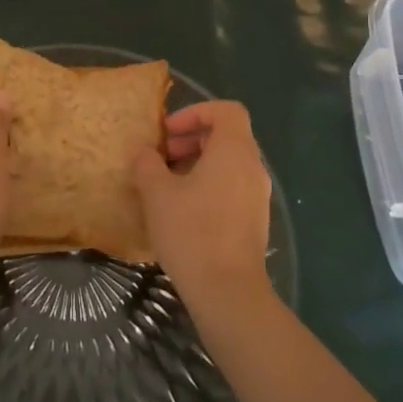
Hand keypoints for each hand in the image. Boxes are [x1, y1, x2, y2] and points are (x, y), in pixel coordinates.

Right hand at [131, 101, 274, 315]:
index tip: (167, 132)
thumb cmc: (192, 231)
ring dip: (197, 164)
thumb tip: (144, 153)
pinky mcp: (255, 220)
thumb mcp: (157, 194)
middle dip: (191, 139)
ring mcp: (258, 195)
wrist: (228, 291)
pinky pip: (232, 187)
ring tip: (166, 186)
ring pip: (228, 164)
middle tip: (160, 158)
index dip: (195, 112)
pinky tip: (182, 211)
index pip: (226, 110)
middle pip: (227, 136)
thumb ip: (147, 165)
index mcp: (234, 150)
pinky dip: (208, 186)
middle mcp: (253, 167)